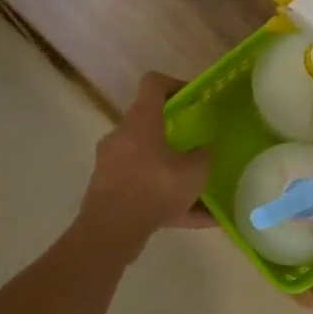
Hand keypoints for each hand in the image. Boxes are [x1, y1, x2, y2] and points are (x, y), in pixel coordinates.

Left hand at [79, 73, 213, 254]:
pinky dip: (168, 202)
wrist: (111, 229)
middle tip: (198, 149)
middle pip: (150, 127)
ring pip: (149, 164)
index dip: (175, 84)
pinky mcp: (109, 191)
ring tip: (203, 194)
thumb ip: (203, 157)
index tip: (193, 97)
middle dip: (175, 138)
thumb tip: (203, 149)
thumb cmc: (155, 188)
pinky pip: (145, 191)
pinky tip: (198, 220)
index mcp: (141, 121)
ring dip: (174, 176)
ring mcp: (112, 164)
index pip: (154, 84)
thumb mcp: (194, 173)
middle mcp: (122, 137)